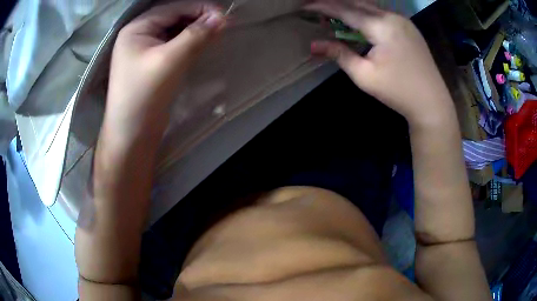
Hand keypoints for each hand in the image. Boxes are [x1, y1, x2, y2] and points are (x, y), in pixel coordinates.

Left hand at [105, 1, 226, 139]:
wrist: (132, 134)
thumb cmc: (144, 94)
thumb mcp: (170, 60)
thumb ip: (196, 36)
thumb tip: (222, 17)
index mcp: (137, 28)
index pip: (173, 8)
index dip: (199, 8)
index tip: (225, 16)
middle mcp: (139, 35)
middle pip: (173, 18)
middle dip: (198, 19)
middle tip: (223, 25)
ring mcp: (145, 49)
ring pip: (175, 32)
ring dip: (195, 31)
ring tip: (217, 34)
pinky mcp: (152, 63)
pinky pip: (173, 45)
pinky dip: (189, 43)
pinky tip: (203, 44)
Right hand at [307, 0, 451, 124]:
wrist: (432, 103)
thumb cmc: (398, 92)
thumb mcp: (364, 76)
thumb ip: (340, 55)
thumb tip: (313, 45)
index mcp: (382, 26)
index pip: (345, 10)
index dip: (323, 7)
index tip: (304, 6)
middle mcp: (393, 16)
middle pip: (358, 3)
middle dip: (336, 4)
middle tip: (317, 8)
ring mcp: (404, 20)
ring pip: (371, 7)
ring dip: (351, 8)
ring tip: (335, 14)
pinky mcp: (409, 27)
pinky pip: (383, 14)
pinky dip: (367, 14)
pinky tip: (359, 21)